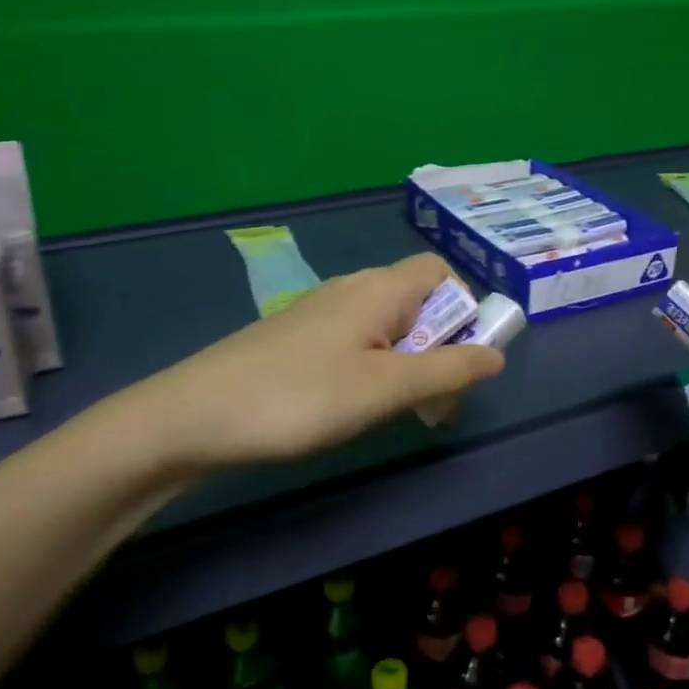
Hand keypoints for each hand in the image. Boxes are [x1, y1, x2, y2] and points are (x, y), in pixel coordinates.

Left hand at [119, 253, 505, 472]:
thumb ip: (448, 370)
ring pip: (386, 327)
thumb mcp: (386, 388)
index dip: (464, 307)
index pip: (440, 271)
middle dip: (440, 346)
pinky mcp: (297, 340)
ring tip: (398, 411)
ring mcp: (319, 313)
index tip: (463, 358)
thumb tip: (496, 355)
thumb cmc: (300, 398)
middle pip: (417, 301)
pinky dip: (374, 369)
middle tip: (435, 402)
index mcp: (379, 288)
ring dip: (408, 364)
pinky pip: (355, 343)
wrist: (192, 417)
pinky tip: (353, 408)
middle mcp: (351, 289)